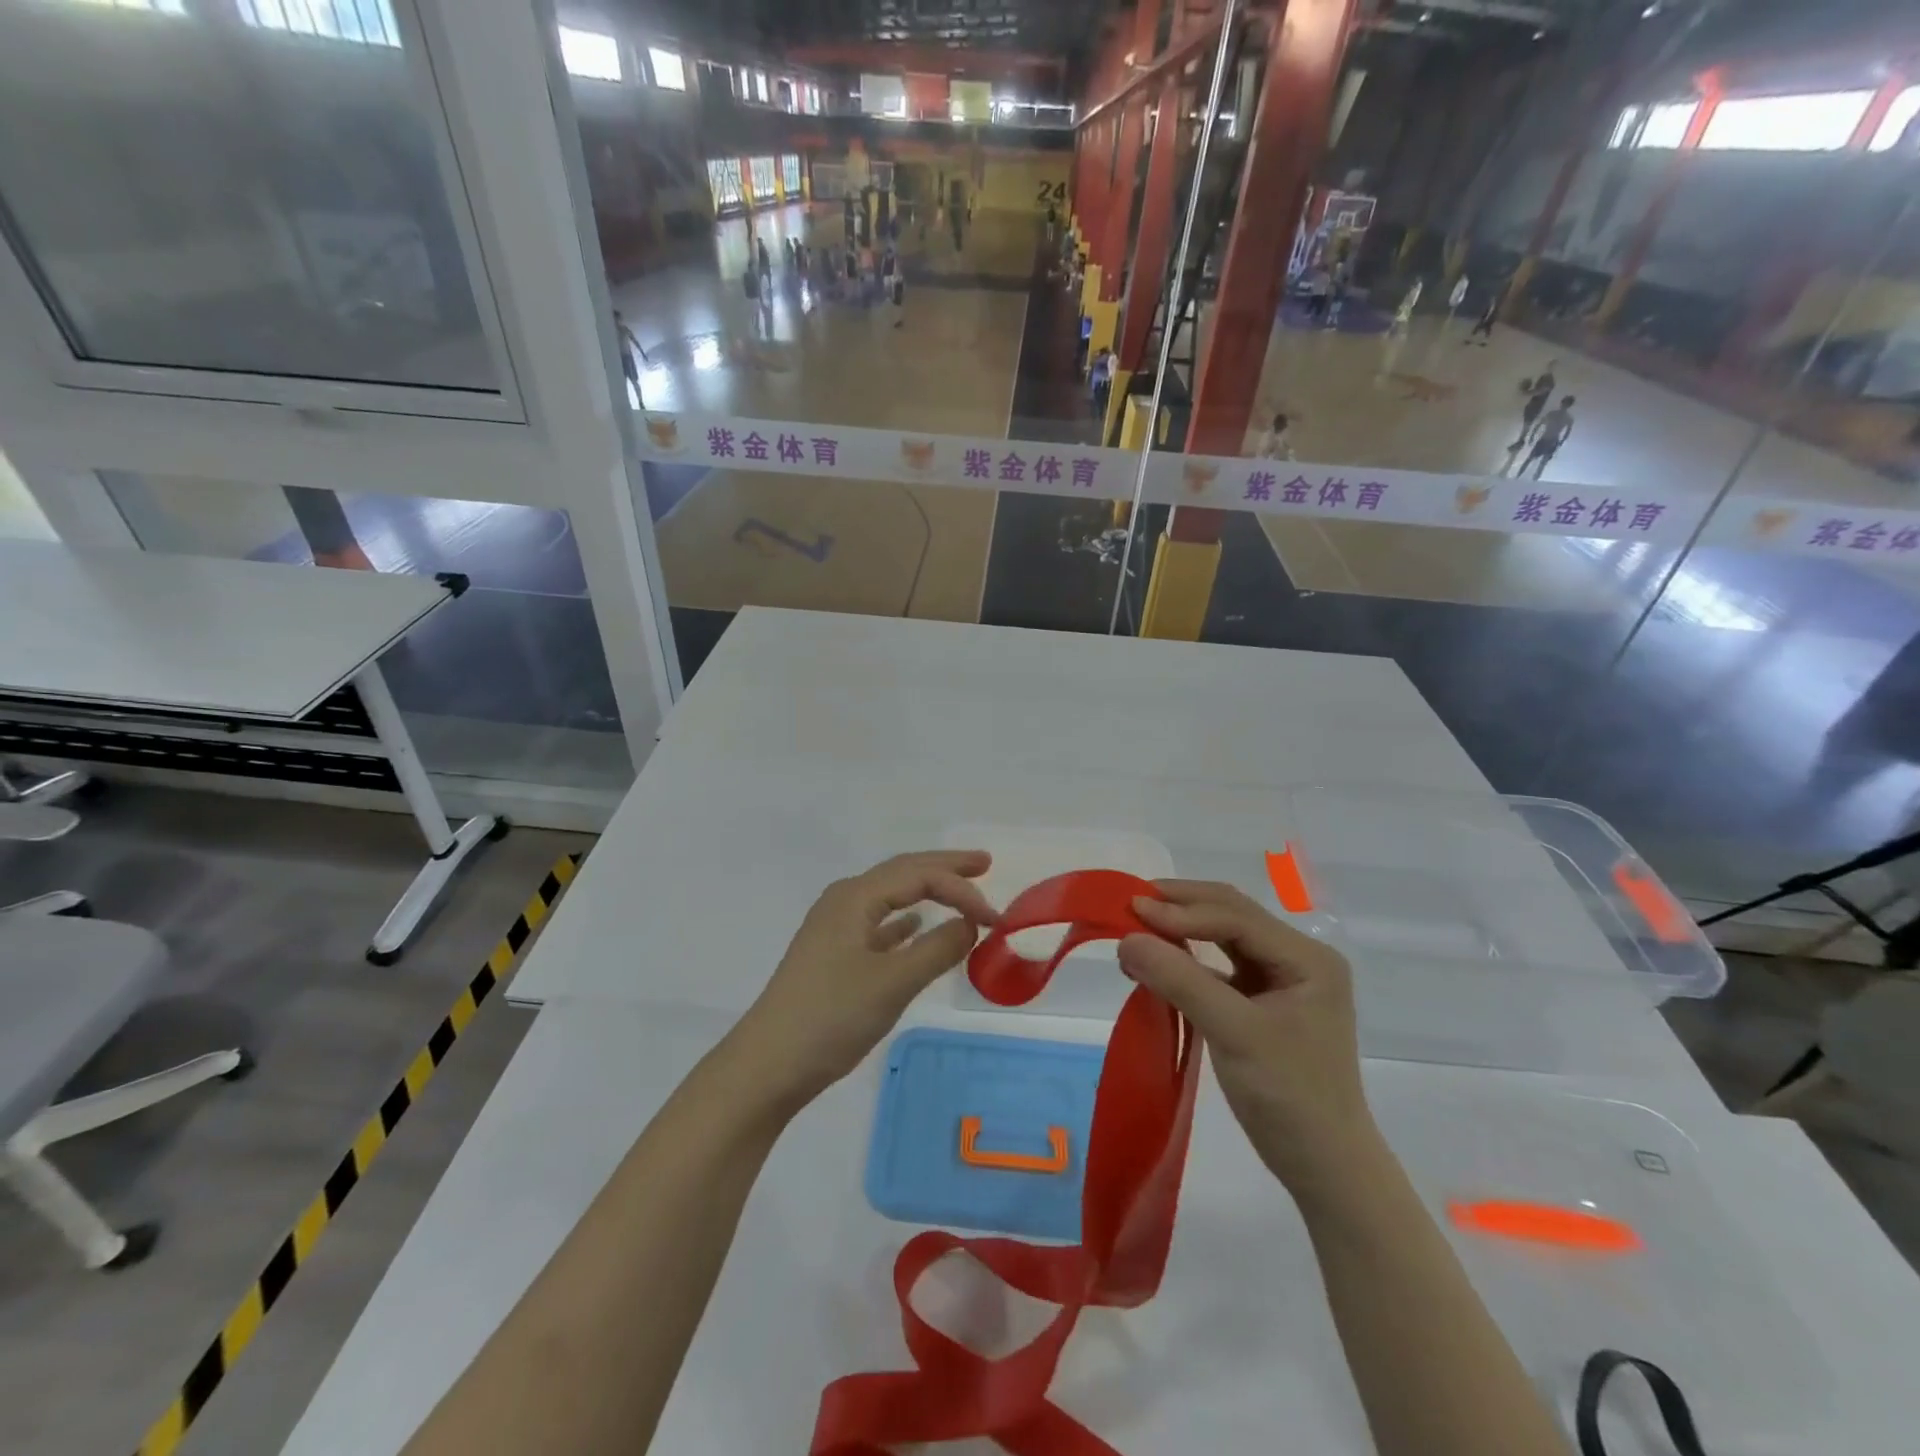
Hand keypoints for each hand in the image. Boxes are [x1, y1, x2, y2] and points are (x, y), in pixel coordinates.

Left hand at [730, 851, 998, 1112]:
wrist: (768, 1065)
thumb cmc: (831, 1017)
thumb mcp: (893, 982)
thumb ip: (938, 949)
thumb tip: (970, 924)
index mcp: (855, 897)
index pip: (919, 876)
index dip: (961, 889)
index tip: (996, 919)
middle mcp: (843, 902)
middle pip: (902, 873)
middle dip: (944, 868)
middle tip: (984, 863)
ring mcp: (835, 928)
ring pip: (890, 897)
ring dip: (926, 891)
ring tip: (960, 888)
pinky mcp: (832, 955)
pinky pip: (878, 924)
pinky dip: (904, 922)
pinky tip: (916, 926)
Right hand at [1116, 881, 1377, 1195]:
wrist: (1325, 1168)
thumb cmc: (1288, 1097)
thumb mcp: (1233, 1033)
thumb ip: (1180, 981)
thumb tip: (1125, 939)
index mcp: (1307, 958)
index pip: (1236, 917)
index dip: (1182, 911)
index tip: (1131, 909)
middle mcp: (1298, 958)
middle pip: (1232, 914)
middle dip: (1181, 906)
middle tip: (1130, 903)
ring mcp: (1282, 979)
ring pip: (1225, 935)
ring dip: (1182, 928)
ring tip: (1138, 925)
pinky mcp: (1264, 1001)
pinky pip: (1220, 964)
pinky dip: (1188, 957)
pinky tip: (1160, 959)